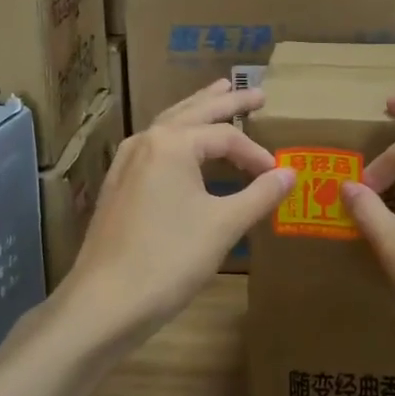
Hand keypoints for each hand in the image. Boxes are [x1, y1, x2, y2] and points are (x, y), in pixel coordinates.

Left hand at [61, 80, 295, 345]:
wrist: (104, 302)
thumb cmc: (169, 259)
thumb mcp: (223, 226)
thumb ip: (260, 194)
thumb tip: (290, 173)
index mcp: (172, 143)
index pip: (226, 136)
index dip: (256, 154)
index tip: (277, 176)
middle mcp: (146, 141)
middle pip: (194, 112)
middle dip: (226, 101)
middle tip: (257, 93)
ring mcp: (126, 162)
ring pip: (169, 125)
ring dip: (198, 112)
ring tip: (219, 96)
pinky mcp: (118, 185)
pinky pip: (155, 148)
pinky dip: (179, 138)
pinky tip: (184, 146)